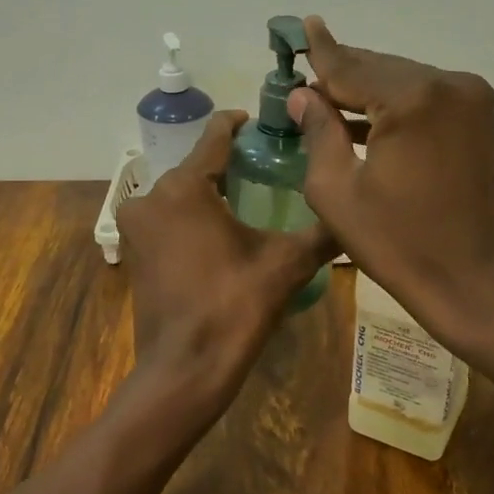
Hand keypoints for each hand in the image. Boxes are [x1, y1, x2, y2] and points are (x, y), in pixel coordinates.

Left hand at [117, 110, 335, 413]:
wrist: (185, 369)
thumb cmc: (234, 307)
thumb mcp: (287, 264)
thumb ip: (323, 232)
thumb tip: (359, 213)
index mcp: (183, 187)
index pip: (215, 135)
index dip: (242, 124)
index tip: (267, 125)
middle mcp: (150, 197)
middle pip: (197, 166)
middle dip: (231, 164)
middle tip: (271, 169)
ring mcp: (136, 227)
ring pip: (180, 193)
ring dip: (211, 192)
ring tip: (253, 200)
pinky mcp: (134, 252)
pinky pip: (168, 219)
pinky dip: (192, 217)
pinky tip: (223, 232)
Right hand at [287, 17, 493, 355]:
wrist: (478, 281)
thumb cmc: (399, 244)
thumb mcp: (338, 192)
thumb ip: (318, 132)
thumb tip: (302, 95)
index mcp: (410, 99)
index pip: (350, 67)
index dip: (320, 52)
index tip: (301, 25)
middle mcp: (446, 84)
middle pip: (378, 68)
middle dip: (340, 74)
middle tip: (303, 75)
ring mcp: (470, 98)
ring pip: (401, 80)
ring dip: (365, 89)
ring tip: (325, 97)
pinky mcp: (479, 117)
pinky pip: (423, 97)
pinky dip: (393, 104)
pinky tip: (364, 116)